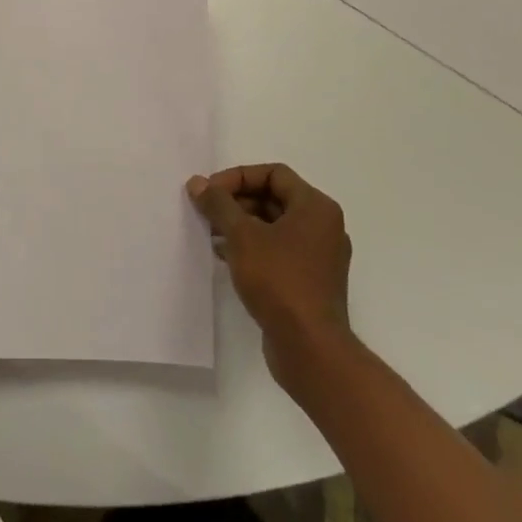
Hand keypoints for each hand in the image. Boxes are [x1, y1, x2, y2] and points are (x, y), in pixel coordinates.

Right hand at [188, 164, 352, 394]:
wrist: (310, 348)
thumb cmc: (279, 280)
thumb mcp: (242, 236)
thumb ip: (219, 204)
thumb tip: (198, 183)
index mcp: (316, 207)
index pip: (273, 174)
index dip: (238, 177)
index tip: (210, 192)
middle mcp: (323, 226)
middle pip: (274, 198)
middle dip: (237, 202)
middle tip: (206, 212)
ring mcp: (319, 256)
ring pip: (274, 226)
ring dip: (241, 225)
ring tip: (210, 234)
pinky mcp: (310, 281)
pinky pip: (278, 251)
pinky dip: (252, 247)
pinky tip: (225, 256)